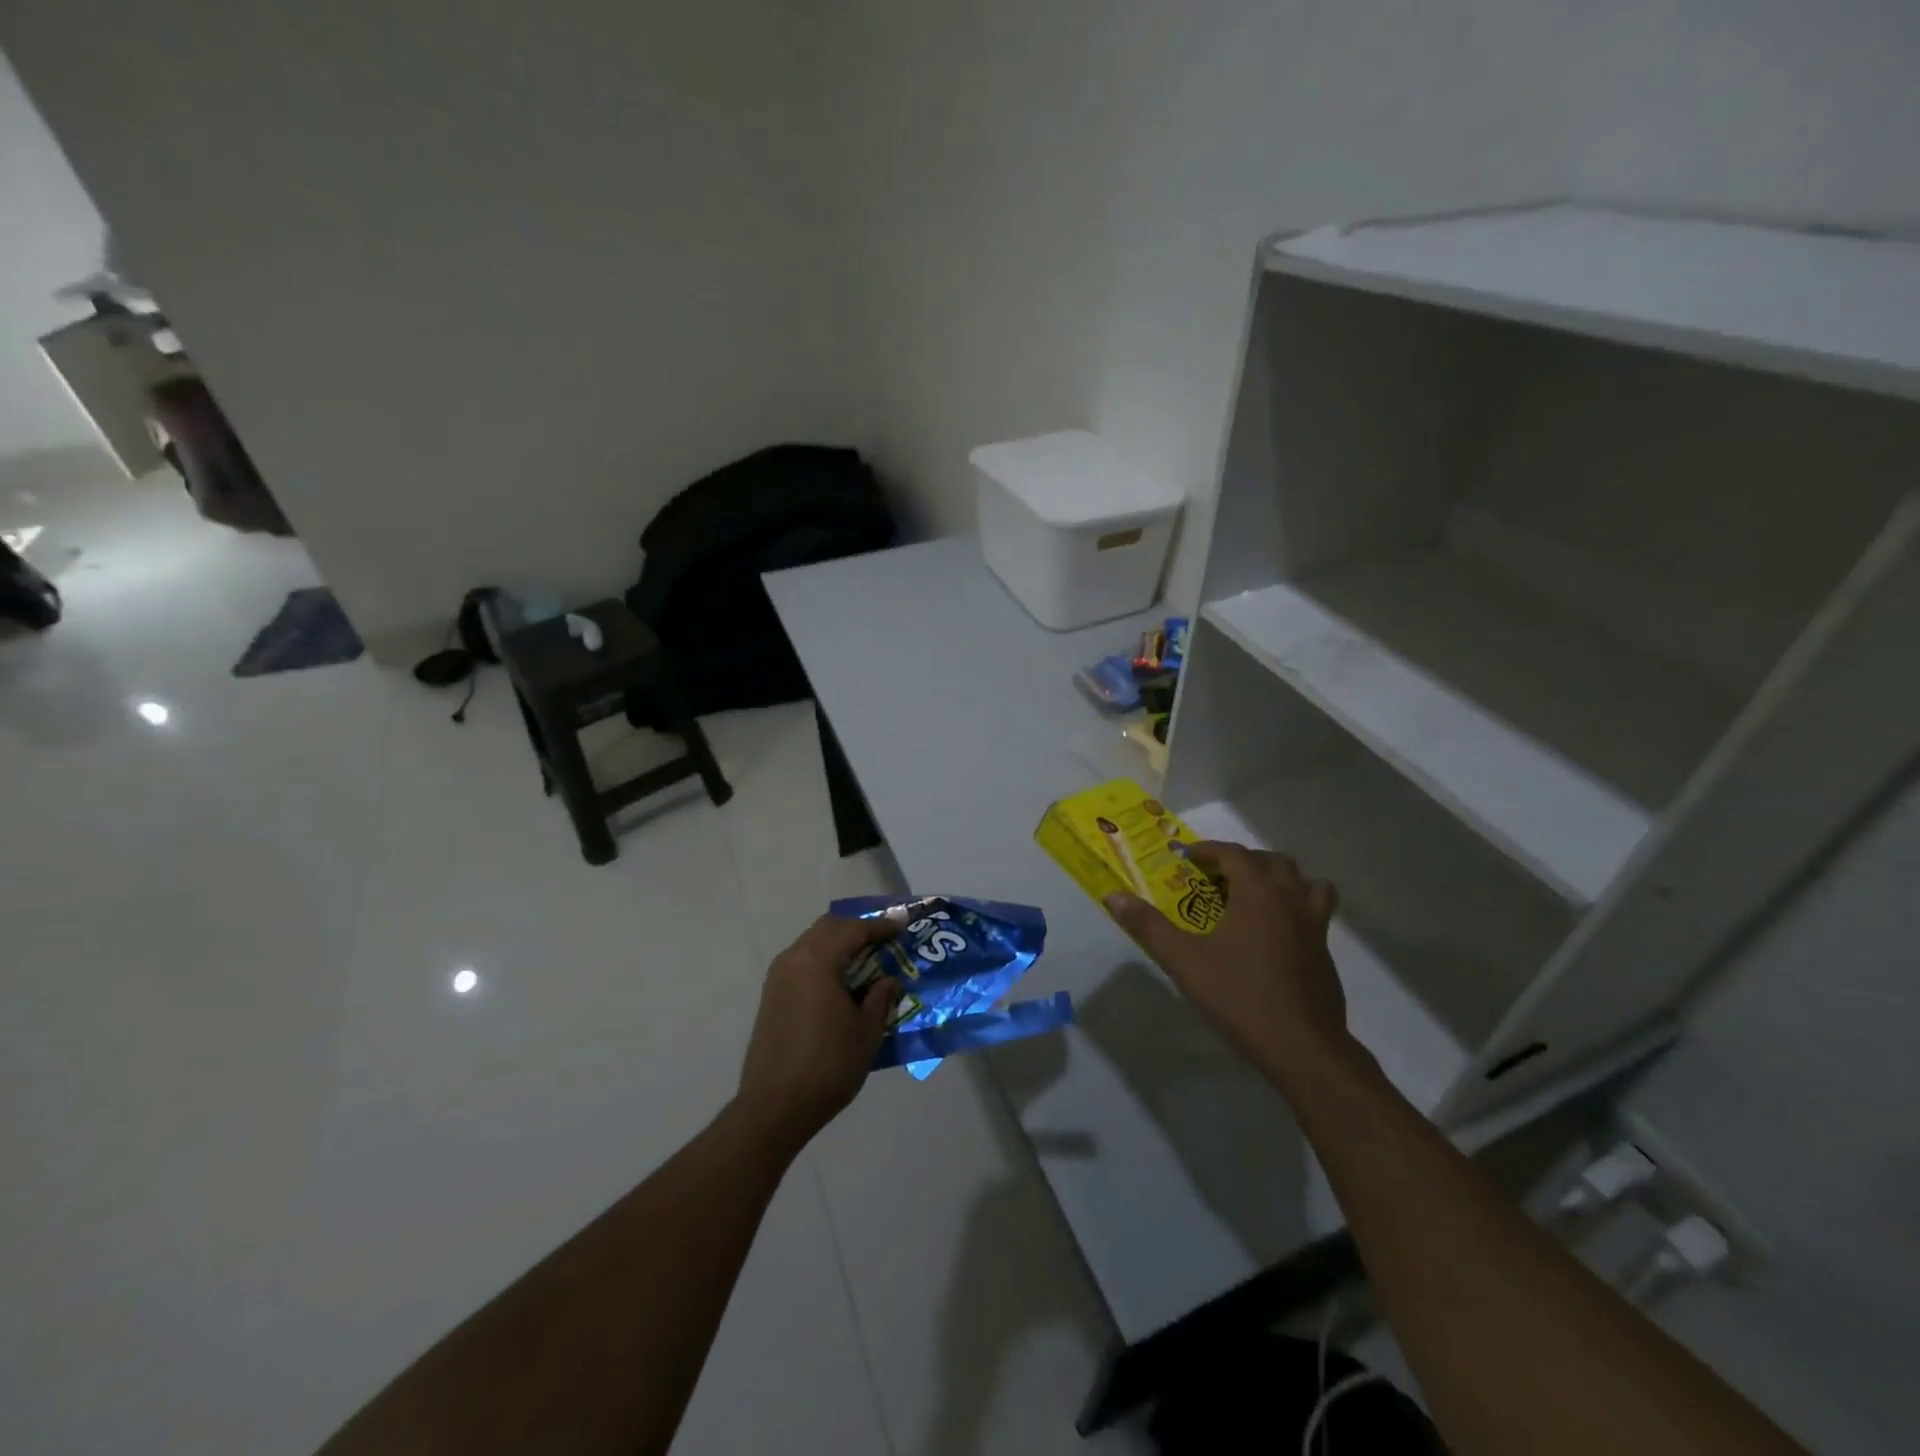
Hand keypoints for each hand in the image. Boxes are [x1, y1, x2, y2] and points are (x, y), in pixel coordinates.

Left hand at [734, 914, 902, 1157]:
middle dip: (856, 929)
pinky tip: (840, 981)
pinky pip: (802, 962)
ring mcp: (778, 978)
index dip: (880, 927)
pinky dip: (824, 961)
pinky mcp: (771, 997)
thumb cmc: (828, 1065)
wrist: (774, 1107)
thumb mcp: (867, 1031)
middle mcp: (793, 959)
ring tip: (865, 960)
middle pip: (828, 928)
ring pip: (812, 943)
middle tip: (883, 940)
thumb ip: (880, 998)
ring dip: (838, 944)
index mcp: (817, 960)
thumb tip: (889, 980)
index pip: (853, 929)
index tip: (902, 928)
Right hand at [1104, 841, 1350, 1083]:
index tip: (1186, 858)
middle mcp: (1291, 900)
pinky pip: (1316, 915)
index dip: (1208, 851)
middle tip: (1217, 878)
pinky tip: (1275, 938)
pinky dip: (1297, 911)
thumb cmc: (1239, 995)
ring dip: (1282, 881)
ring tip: (1257, 897)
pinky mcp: (1326, 955)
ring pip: (1308, 885)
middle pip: (1273, 862)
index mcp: (1258, 892)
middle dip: (1244, 862)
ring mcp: (1315, 927)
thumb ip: (1148, 926)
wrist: (1302, 1046)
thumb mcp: (1183, 960)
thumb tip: (1113, 897)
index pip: (1234, 854)